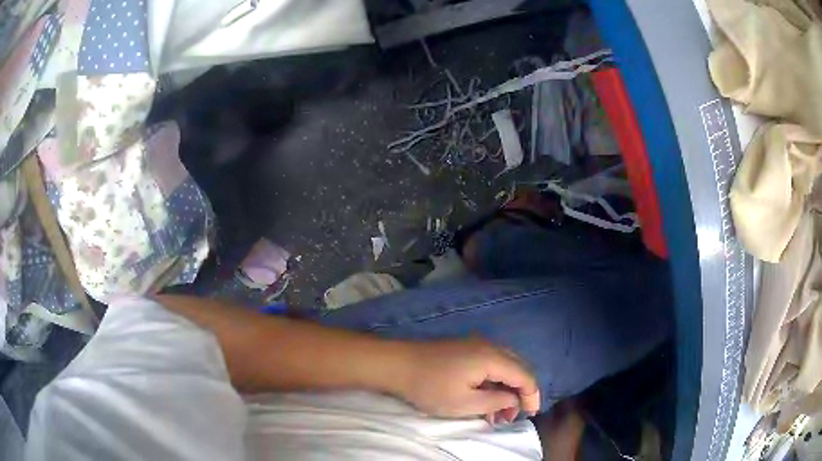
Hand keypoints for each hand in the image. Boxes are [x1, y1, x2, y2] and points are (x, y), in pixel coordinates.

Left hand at [396, 338, 539, 422]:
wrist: (397, 364)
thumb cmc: (431, 387)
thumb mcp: (465, 403)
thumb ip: (496, 402)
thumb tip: (514, 400)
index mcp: (493, 357)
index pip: (525, 375)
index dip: (532, 396)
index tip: (530, 415)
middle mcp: (490, 346)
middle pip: (518, 368)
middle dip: (520, 393)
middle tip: (511, 416)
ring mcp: (477, 344)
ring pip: (505, 366)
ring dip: (506, 388)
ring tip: (498, 413)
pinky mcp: (466, 348)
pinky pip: (491, 364)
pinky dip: (494, 381)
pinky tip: (486, 399)